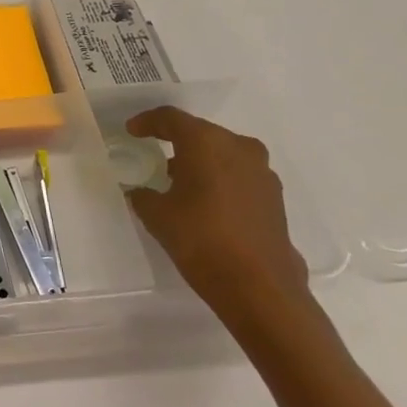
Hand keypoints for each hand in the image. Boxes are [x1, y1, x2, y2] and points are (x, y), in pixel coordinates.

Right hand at [124, 107, 309, 326]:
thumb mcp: (156, 215)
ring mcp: (261, 172)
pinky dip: (220, 178)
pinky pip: (239, 174)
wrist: (260, 287)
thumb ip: (143, 195)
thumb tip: (141, 191)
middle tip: (154, 152)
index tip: (132, 131)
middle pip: (200, 132)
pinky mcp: (274, 196)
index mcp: (205, 142)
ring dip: (201, 160)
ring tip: (179, 180)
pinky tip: (206, 201)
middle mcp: (238, 147)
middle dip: (176, 140)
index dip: (148, 122)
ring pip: (223, 153)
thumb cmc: (201, 240)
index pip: (171, 118)